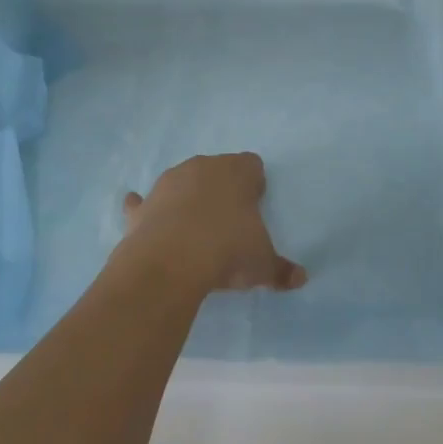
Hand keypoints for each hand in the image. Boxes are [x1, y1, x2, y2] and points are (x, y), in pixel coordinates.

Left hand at [120, 153, 307, 295]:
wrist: (169, 263)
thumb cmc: (227, 250)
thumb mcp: (261, 264)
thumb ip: (281, 270)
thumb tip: (301, 279)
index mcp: (237, 172)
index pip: (253, 164)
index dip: (255, 185)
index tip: (255, 209)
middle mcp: (202, 167)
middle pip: (217, 169)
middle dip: (222, 189)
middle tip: (228, 221)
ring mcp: (168, 183)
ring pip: (182, 181)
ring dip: (187, 197)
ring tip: (193, 229)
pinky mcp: (142, 206)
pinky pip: (143, 202)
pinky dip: (145, 209)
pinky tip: (147, 220)